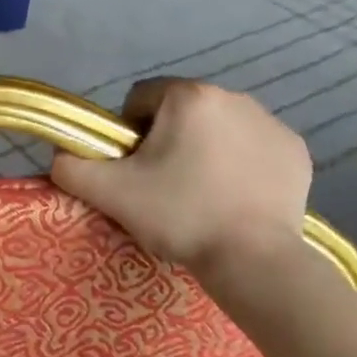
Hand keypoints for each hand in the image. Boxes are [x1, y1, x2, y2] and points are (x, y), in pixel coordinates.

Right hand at [50, 79, 309, 275]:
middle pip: (180, 112)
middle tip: (163, 186)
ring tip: (200, 195)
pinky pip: (253, 147)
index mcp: (188, 97)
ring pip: (218, 128)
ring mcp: (271, 123)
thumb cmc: (179, 216)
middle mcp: (234, 97)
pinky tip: (234, 198)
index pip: (140, 99)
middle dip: (167, 141)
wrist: (254, 260)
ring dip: (203, 150)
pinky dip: (240, 165)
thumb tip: (61, 156)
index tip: (133, 169)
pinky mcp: (296, 151)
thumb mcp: (110, 193)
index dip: (127, 133)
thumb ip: (71, 167)